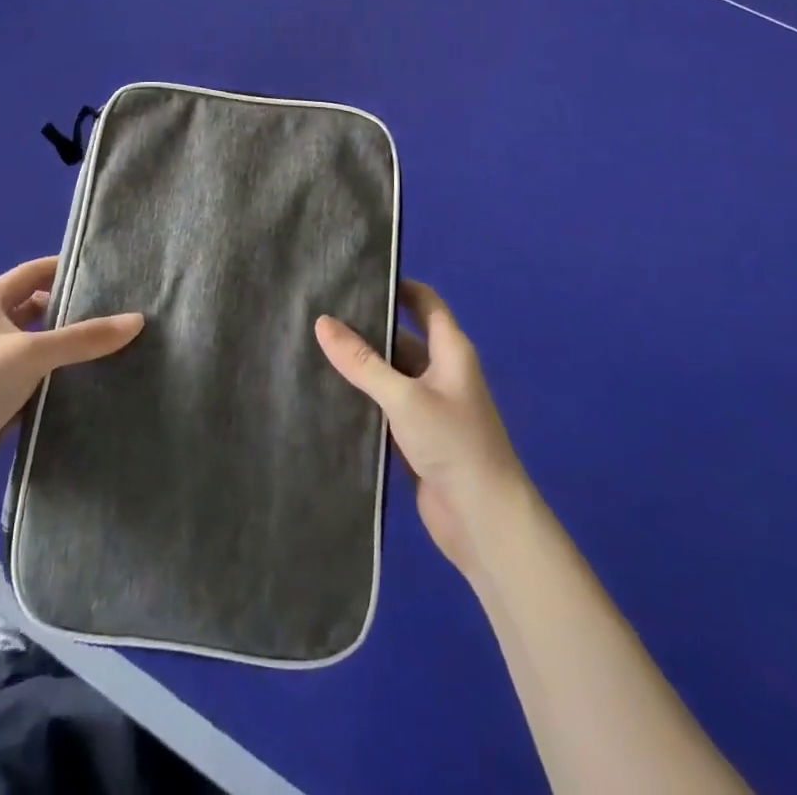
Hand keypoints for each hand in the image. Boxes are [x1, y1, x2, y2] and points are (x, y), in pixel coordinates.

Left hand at [0, 257, 143, 516]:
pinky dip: (55, 385)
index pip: (31, 273)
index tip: (105, 271)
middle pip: (35, 312)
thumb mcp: (32, 353)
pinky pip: (33, 386)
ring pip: (36, 352)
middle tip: (117, 313)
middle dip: (70, 312)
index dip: (64, 268)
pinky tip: (88, 388)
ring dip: (65, 352)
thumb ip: (85, 338)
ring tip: (113, 349)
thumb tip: (138, 320)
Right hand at [316, 281, 525, 581]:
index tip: (356, 275)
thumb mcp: (404, 396)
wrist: (484, 522)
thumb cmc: (454, 444)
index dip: (396, 286)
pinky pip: (384, 406)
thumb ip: (362, 362)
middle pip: (401, 337)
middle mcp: (440, 371)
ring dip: (361, 365)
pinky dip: (362, 398)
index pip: (423, 302)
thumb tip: (322, 321)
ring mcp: (427, 405)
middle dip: (366, 326)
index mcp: (450, 350)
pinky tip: (326, 392)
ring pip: (389, 373)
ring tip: (312, 346)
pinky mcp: (414, 437)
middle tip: (319, 312)